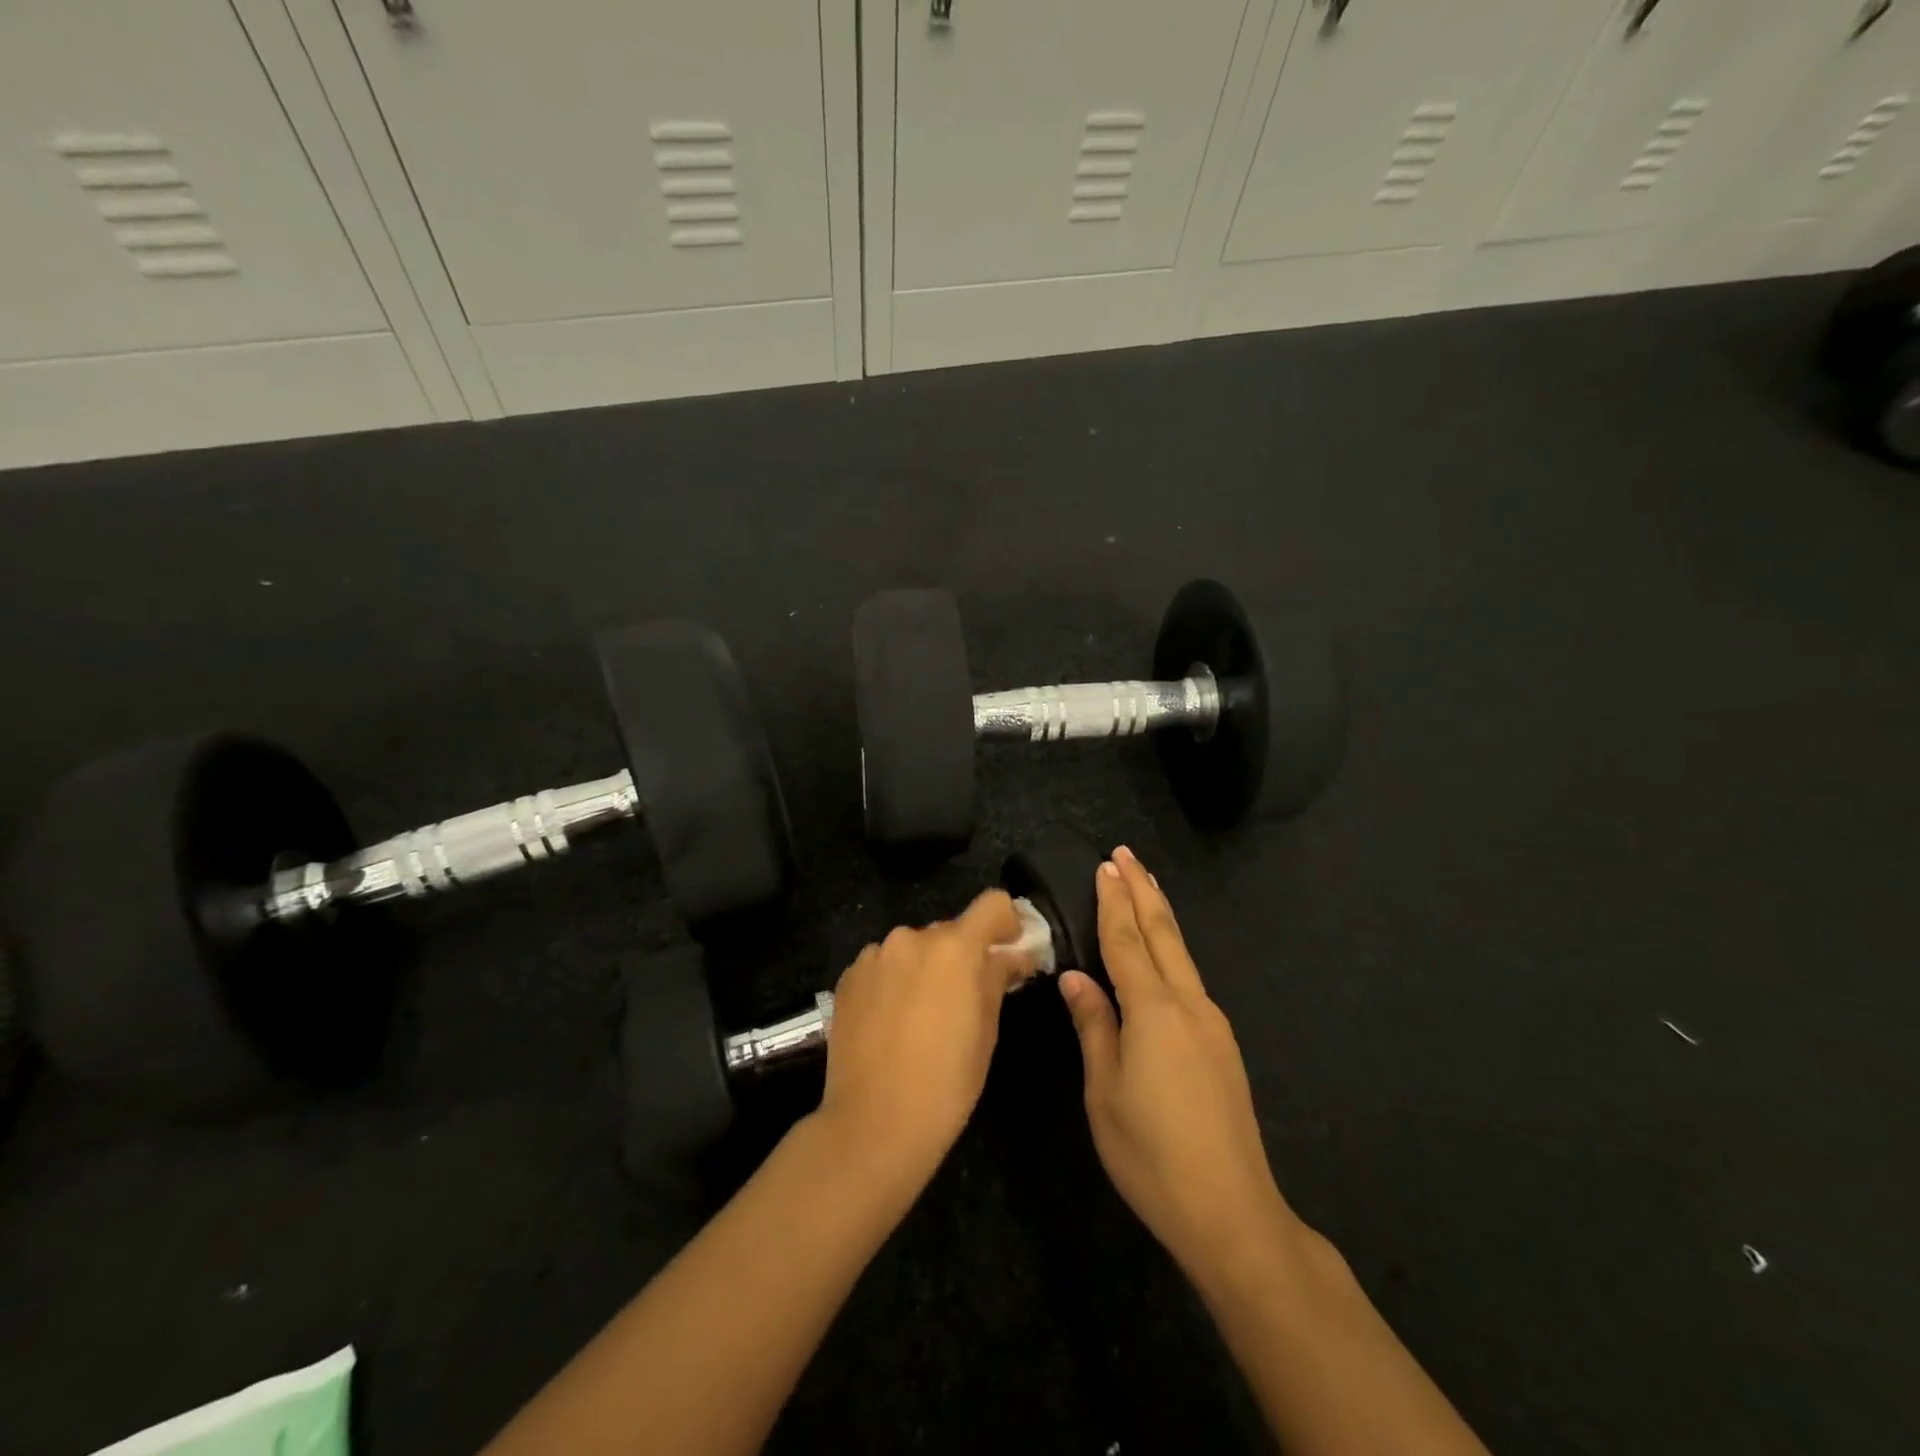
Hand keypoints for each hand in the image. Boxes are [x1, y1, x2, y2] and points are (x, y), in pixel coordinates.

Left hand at [816, 890, 1025, 1182]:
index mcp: (954, 947)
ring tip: (923, 1015)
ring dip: (925, 967)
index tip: (1010, 948)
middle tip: (966, 997)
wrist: (873, 1123)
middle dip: (963, 955)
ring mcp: (874, 955)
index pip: (992, 904)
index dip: (1007, 922)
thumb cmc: (946, 1082)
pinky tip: (891, 1021)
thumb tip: (1012, 955)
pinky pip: (883, 965)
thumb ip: (997, 979)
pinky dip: (894, 981)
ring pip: (913, 949)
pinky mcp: (848, 976)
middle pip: (950, 930)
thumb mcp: (986, 1031)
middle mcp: (911, 938)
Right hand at [1059, 847, 1296, 1283]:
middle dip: (1142, 891)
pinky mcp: (1222, 1045)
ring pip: (1182, 954)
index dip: (1113, 902)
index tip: (1105, 865)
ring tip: (1144, 887)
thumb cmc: (1152, 1155)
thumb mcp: (1104, 1092)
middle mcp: (1188, 1005)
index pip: (1126, 941)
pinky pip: (1190, 979)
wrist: (1231, 1211)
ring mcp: (1212, 1024)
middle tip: (1126, 855)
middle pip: (1163, 934)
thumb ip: (1094, 1027)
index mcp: (1153, 1011)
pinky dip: (1171, 949)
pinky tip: (1162, 954)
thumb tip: (1076, 978)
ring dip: (1160, 915)